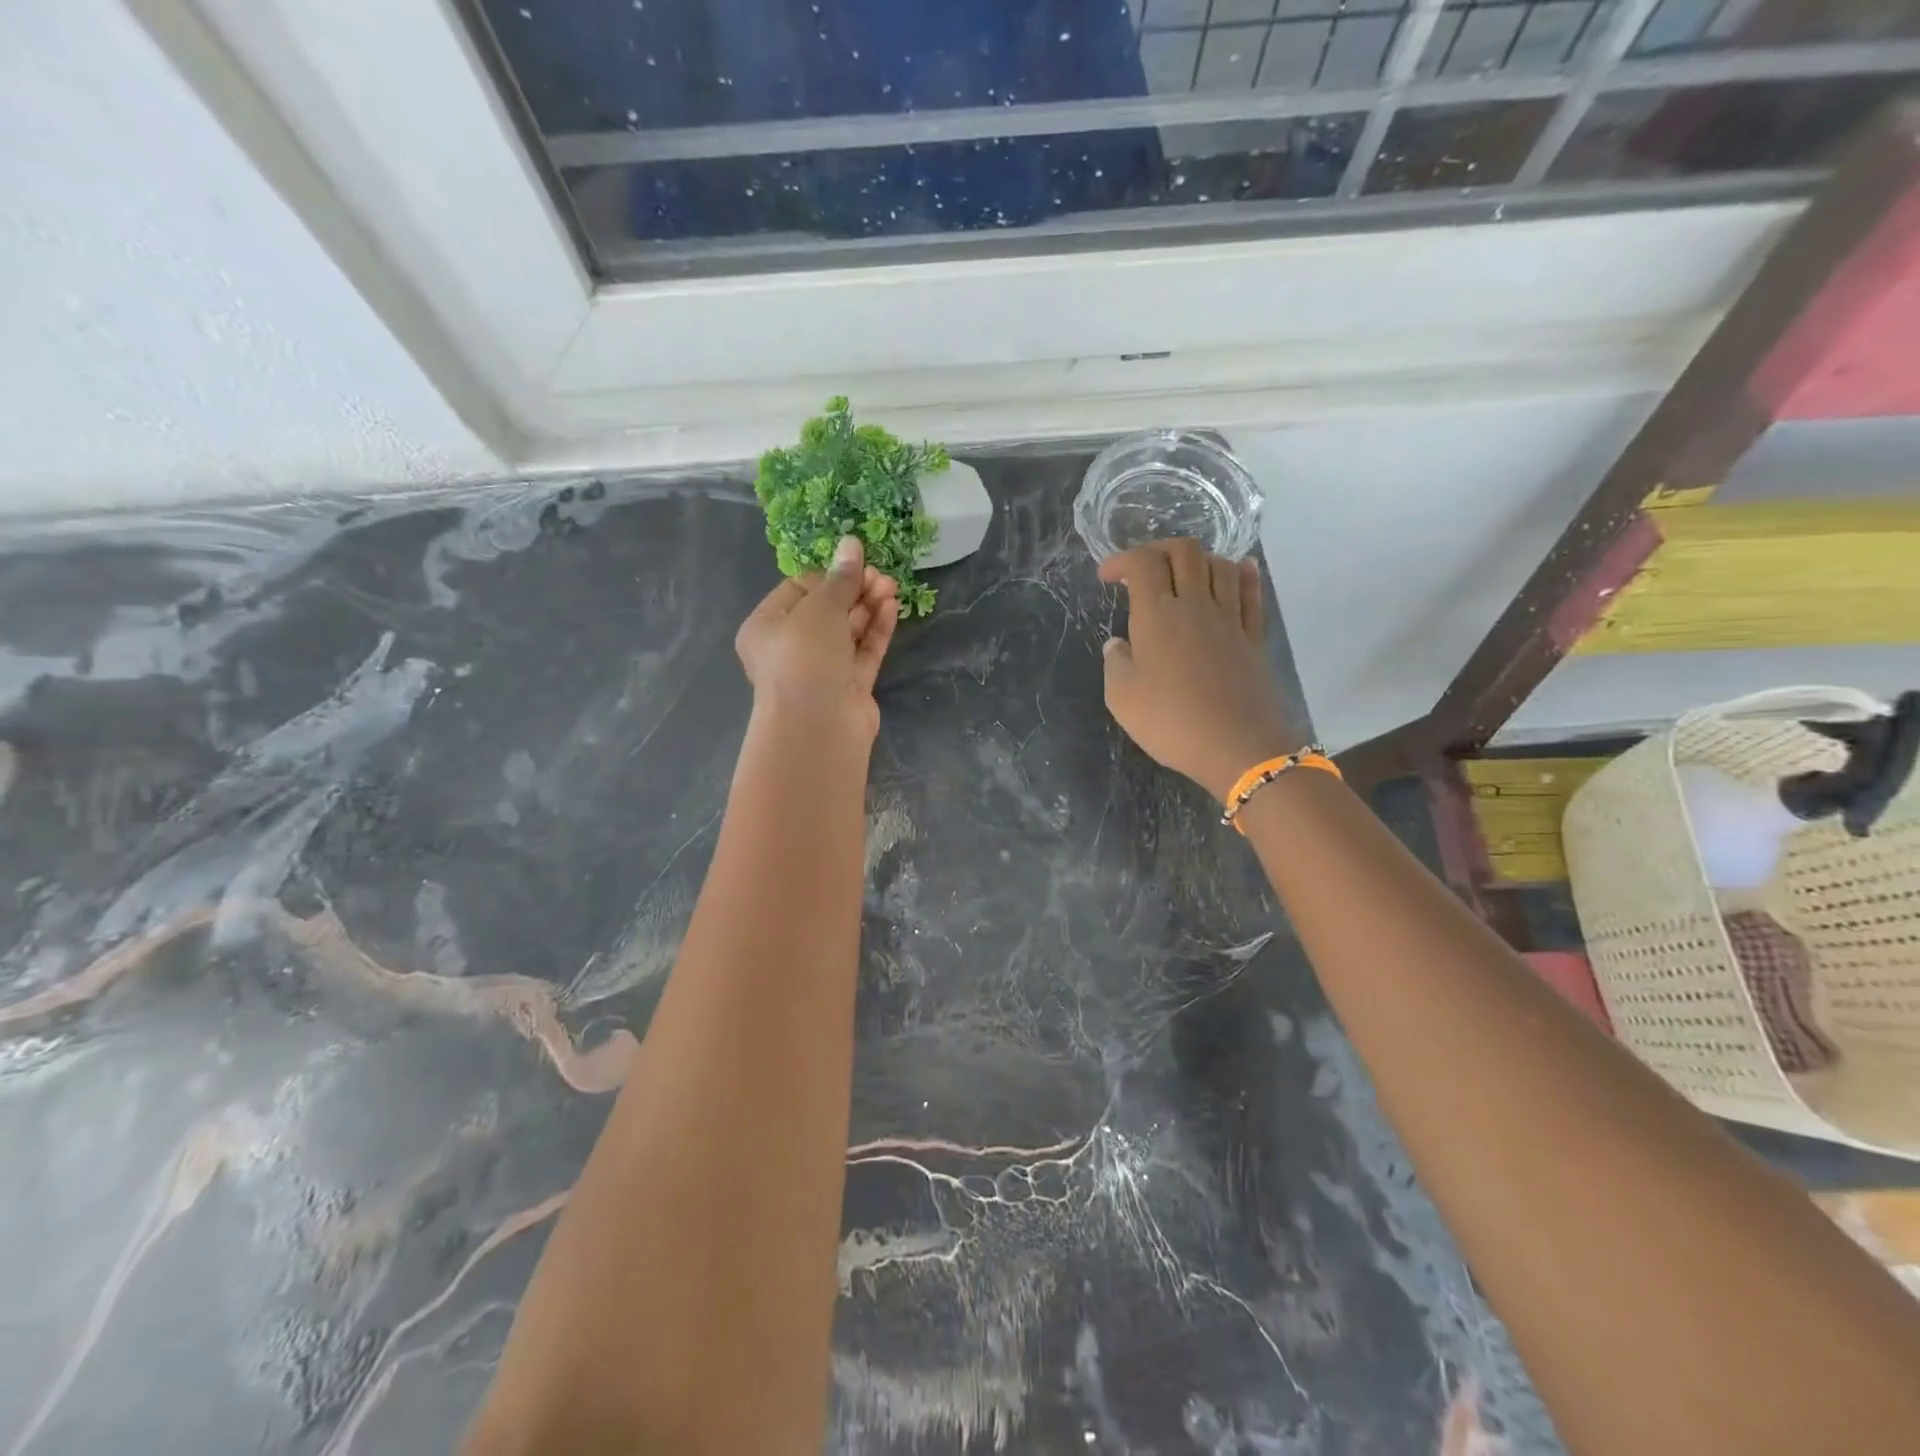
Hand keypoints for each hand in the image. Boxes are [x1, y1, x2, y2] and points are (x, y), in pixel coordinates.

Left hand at [736, 536, 899, 740]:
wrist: (818, 725)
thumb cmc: (804, 657)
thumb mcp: (820, 607)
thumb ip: (840, 578)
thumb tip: (851, 542)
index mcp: (767, 627)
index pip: (798, 590)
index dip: (828, 575)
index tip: (854, 564)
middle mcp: (791, 648)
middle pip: (827, 610)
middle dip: (854, 590)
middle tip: (880, 576)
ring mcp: (822, 670)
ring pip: (848, 631)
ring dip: (869, 607)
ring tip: (891, 588)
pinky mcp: (849, 686)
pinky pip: (863, 651)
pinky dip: (876, 630)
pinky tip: (892, 608)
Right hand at [1099, 539, 1301, 802]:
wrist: (1238, 746)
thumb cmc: (1171, 722)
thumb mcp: (1122, 698)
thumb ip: (1116, 663)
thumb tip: (1118, 643)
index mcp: (1157, 616)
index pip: (1143, 564)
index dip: (1121, 561)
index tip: (1107, 577)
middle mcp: (1195, 605)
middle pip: (1184, 552)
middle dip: (1158, 549)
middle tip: (1143, 570)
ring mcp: (1230, 618)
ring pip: (1219, 565)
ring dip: (1198, 560)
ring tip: (1183, 576)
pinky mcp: (1253, 637)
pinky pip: (1251, 592)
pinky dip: (1242, 573)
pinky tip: (1238, 569)